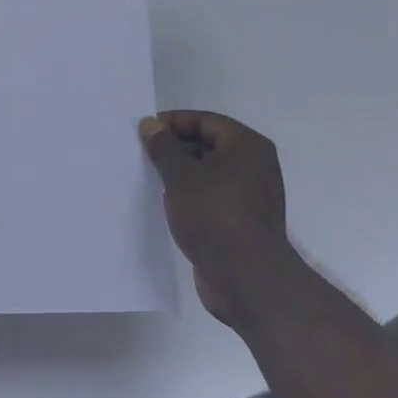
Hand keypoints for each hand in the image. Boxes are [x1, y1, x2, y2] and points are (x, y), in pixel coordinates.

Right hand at [139, 110, 304, 330]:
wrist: (246, 277)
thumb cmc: (214, 215)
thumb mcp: (181, 176)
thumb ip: (163, 147)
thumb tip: (151, 124)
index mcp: (247, 146)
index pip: (205, 121)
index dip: (173, 123)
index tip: (143, 132)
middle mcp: (254, 166)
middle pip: (208, 145)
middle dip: (175, 149)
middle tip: (142, 155)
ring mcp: (250, 195)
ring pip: (208, 173)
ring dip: (180, 174)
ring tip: (149, 179)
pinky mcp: (241, 220)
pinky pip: (211, 197)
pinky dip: (190, 196)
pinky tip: (167, 204)